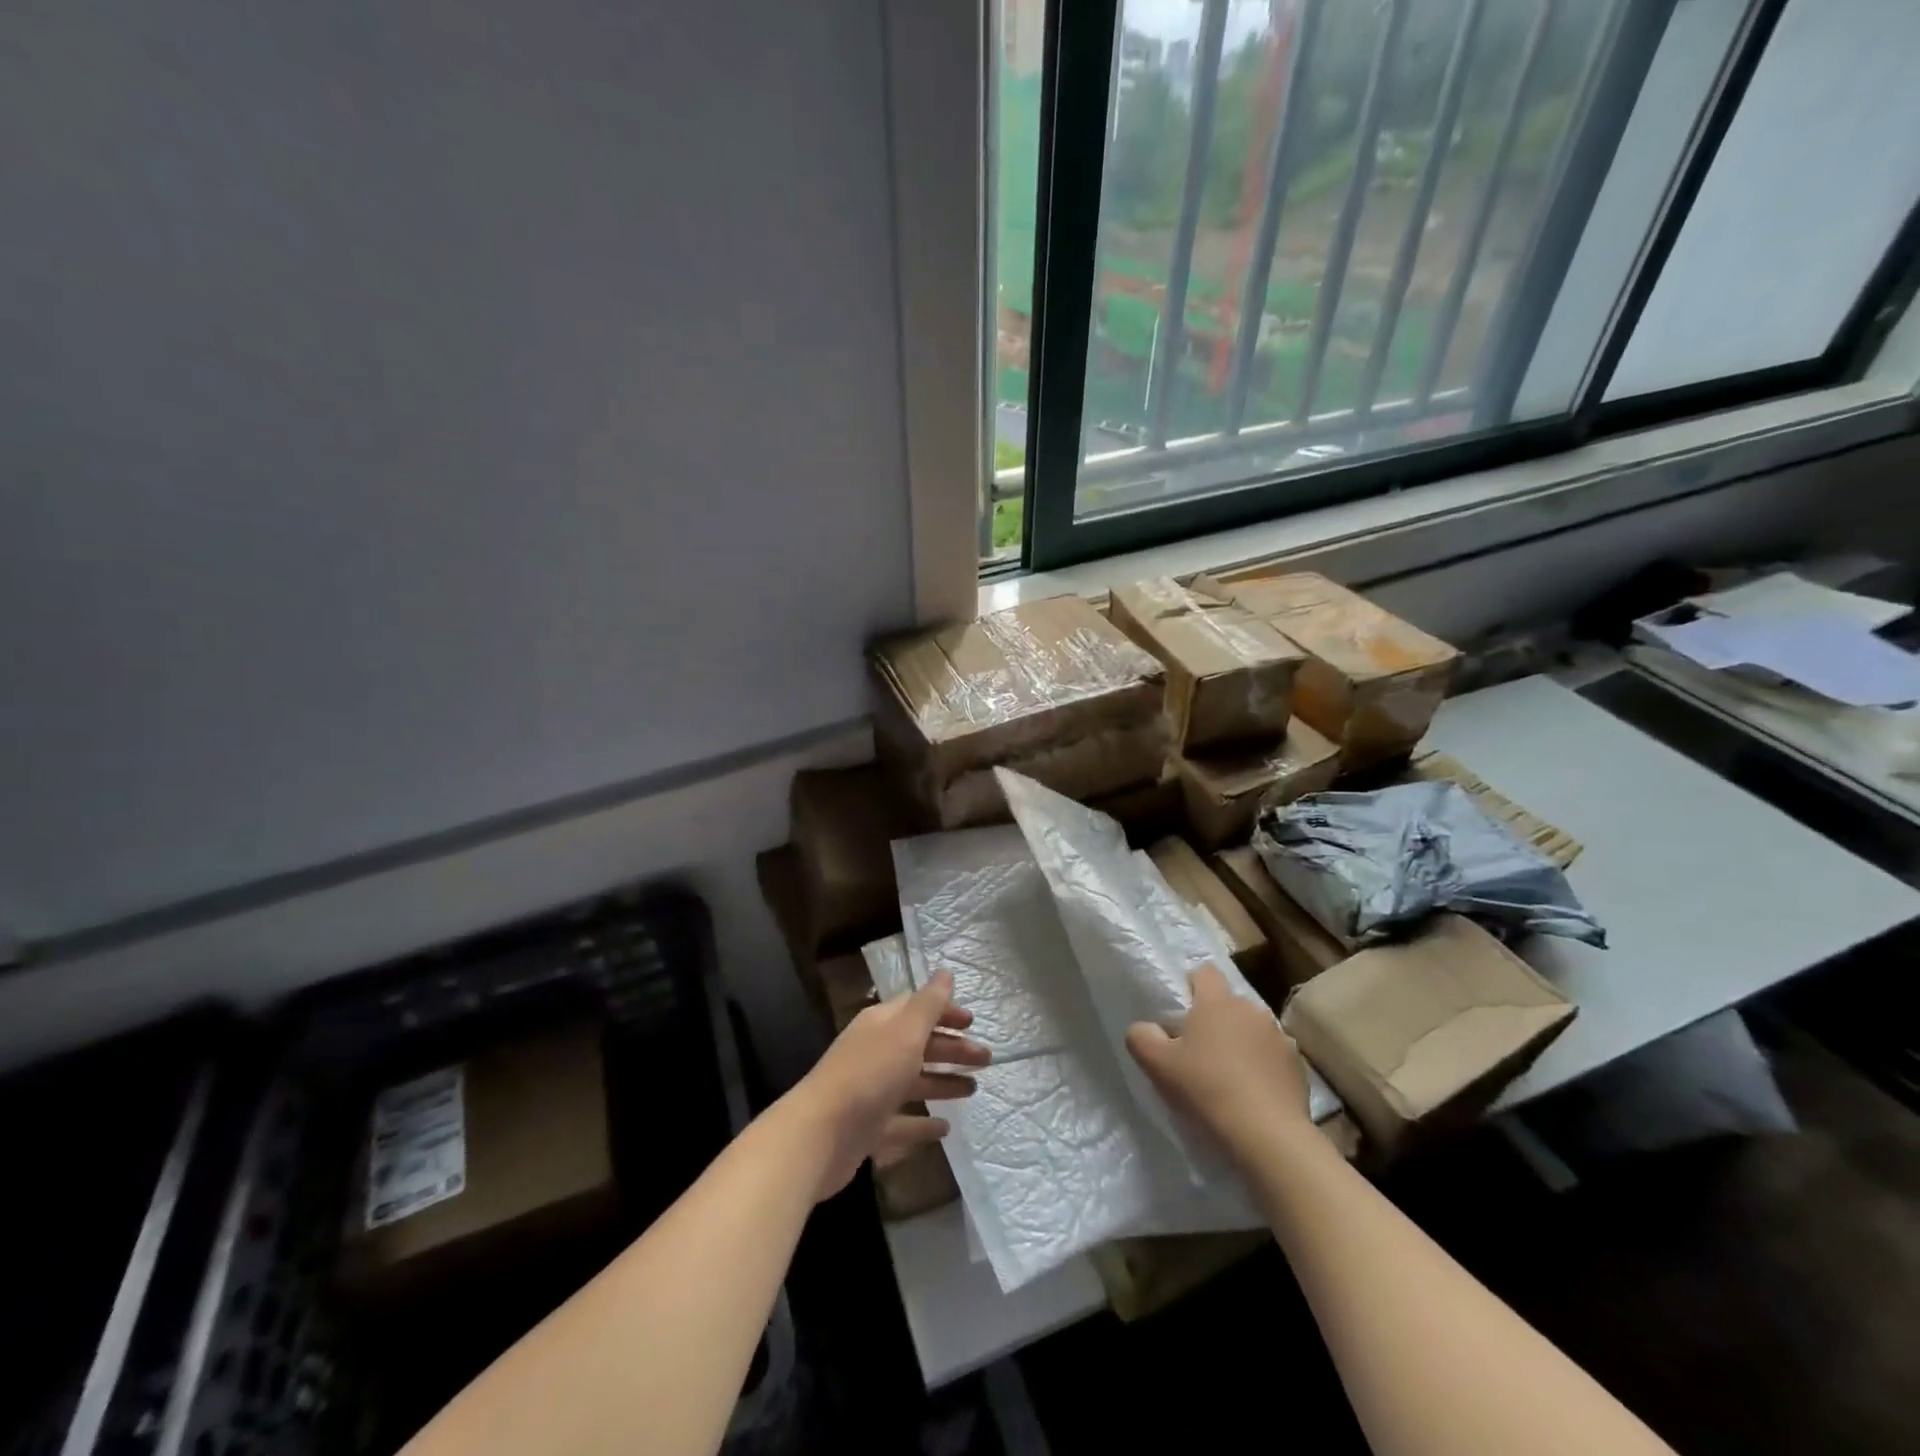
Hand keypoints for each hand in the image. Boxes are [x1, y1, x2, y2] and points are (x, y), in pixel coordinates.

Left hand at [783, 970, 988, 1200]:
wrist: (819, 1135)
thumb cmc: (868, 1075)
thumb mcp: (905, 1032)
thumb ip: (928, 1004)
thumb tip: (945, 972)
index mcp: (882, 1024)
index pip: (917, 1009)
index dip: (945, 1012)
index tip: (973, 1023)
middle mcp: (876, 1053)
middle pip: (919, 1045)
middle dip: (953, 1049)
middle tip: (986, 1060)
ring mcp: (871, 1092)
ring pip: (914, 1081)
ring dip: (943, 1082)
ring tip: (973, 1089)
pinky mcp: (869, 1128)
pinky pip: (902, 1121)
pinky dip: (923, 1123)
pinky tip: (944, 1128)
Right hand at [1125, 964, 1311, 1160]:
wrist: (1267, 1136)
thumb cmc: (1206, 1089)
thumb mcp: (1157, 1064)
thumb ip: (1141, 1036)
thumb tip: (1145, 1028)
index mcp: (1217, 1002)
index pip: (1204, 972)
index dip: (1191, 987)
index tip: (1182, 1015)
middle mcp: (1251, 1010)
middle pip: (1228, 1004)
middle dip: (1216, 1020)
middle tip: (1199, 1053)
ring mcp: (1279, 1037)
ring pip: (1252, 1030)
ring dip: (1241, 1043)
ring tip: (1229, 1078)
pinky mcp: (1298, 1066)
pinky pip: (1273, 1056)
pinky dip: (1263, 1067)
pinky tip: (1254, 1095)